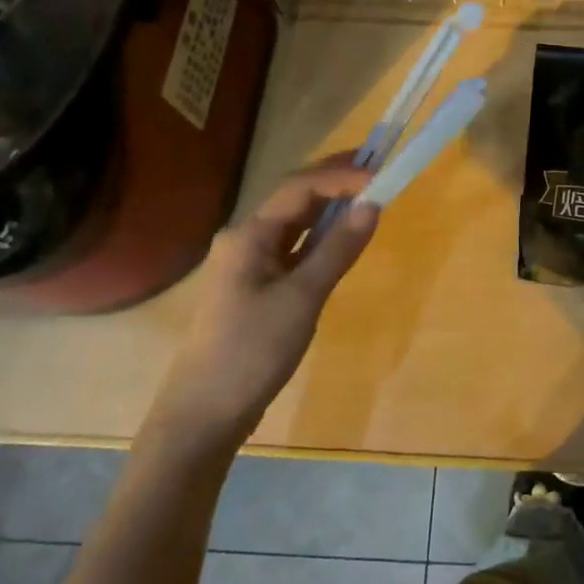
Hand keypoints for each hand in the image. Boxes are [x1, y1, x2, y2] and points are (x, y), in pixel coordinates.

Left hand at [147, 163, 378, 456]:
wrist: (203, 414)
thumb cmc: (252, 351)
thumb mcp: (302, 298)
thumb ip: (338, 249)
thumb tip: (372, 205)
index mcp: (249, 235)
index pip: (299, 188)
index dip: (341, 176)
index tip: (379, 175)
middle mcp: (245, 240)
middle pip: (294, 199)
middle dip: (334, 181)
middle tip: (375, 168)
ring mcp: (248, 264)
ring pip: (294, 224)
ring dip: (329, 209)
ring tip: (366, 196)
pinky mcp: (255, 288)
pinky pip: (293, 249)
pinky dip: (320, 239)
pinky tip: (341, 239)